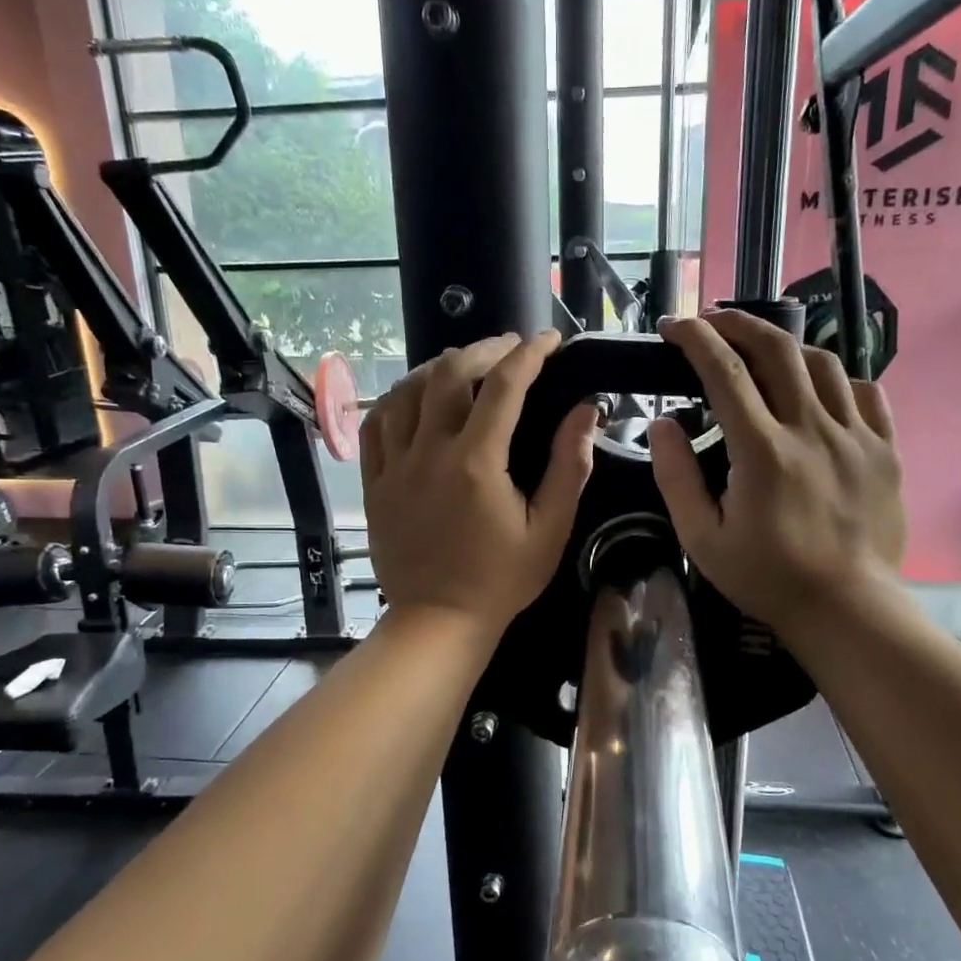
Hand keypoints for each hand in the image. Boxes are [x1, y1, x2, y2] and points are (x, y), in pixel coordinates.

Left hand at [361, 331, 597, 640]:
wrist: (438, 621)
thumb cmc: (501, 580)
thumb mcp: (549, 530)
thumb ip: (568, 467)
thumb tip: (587, 410)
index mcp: (477, 464)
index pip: (504, 386)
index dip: (530, 354)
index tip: (550, 340)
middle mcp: (430, 453)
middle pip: (449, 373)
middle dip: (484, 349)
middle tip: (510, 349)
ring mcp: (395, 466)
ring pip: (407, 390)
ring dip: (439, 366)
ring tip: (465, 364)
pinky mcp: (374, 482)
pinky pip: (377, 423)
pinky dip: (398, 398)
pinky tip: (416, 396)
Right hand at [649, 311, 905, 639]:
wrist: (846, 608)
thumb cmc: (766, 577)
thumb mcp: (702, 539)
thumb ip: (676, 477)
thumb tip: (662, 424)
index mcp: (762, 451)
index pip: (724, 371)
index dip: (695, 338)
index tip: (673, 325)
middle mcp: (812, 429)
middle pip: (777, 349)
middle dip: (738, 323)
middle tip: (713, 321)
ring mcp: (856, 436)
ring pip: (822, 362)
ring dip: (785, 346)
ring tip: (761, 352)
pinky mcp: (885, 449)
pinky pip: (865, 392)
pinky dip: (834, 379)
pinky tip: (817, 391)